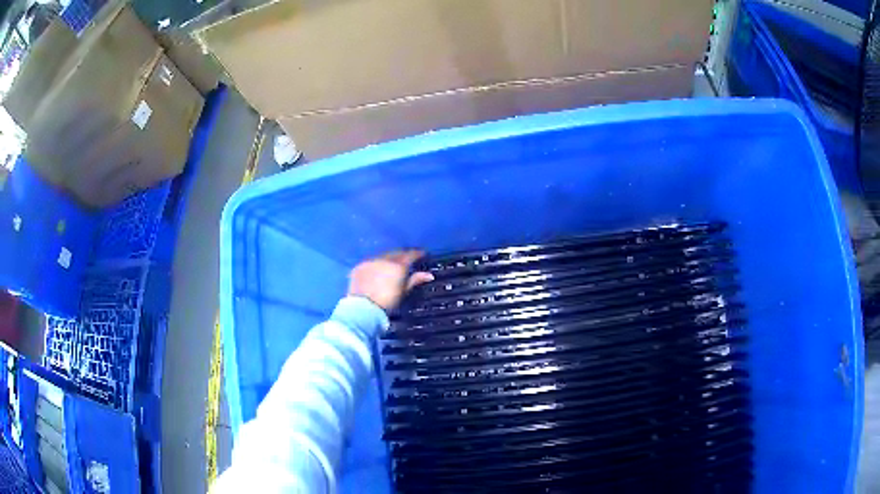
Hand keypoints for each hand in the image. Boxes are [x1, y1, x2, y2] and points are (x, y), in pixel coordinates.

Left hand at [348, 250, 434, 310]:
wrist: (364, 307)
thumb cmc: (387, 301)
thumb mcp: (403, 291)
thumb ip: (415, 280)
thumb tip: (429, 275)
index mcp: (398, 266)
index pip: (410, 255)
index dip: (417, 253)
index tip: (422, 254)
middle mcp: (384, 259)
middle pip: (396, 253)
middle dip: (402, 255)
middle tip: (407, 259)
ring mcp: (370, 261)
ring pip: (382, 256)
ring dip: (388, 259)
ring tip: (391, 266)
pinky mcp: (360, 266)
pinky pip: (370, 262)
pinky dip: (375, 265)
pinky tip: (376, 272)